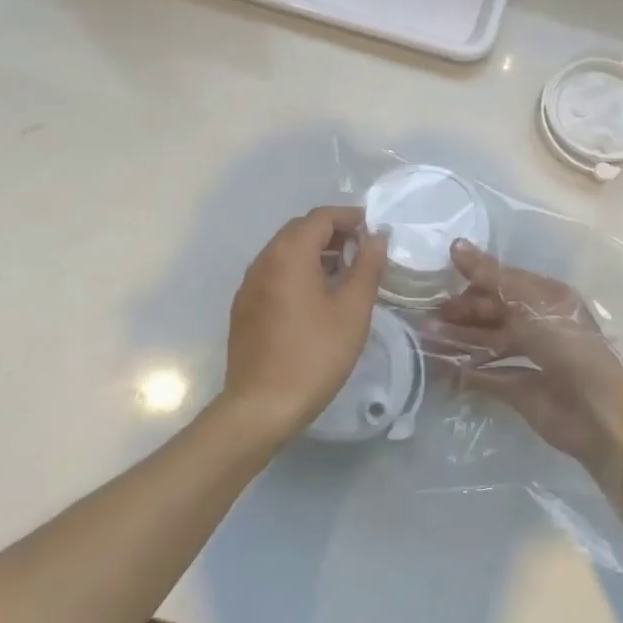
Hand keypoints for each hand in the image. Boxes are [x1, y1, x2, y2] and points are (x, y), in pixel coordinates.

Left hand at [219, 206, 389, 442]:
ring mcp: (249, 284)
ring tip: (344, 274)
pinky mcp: (244, 307)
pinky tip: (316, 299)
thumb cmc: (315, 354)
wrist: (262, 405)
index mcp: (290, 254)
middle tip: (362, 251)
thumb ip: (368, 266)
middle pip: (300, 230)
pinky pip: (274, 274)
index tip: (374, 230)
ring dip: (314, 253)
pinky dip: (297, 272)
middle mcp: (264, 260)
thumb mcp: (353, 309)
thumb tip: (377, 236)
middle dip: (332, 233)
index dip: (350, 217)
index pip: (321, 217)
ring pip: (285, 252)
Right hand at [431, 240, 622, 473]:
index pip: (503, 282)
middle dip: (462, 312)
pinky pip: (489, 375)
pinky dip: (467, 370)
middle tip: (426, 314)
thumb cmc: (564, 341)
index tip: (439, 279)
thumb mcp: (527, 299)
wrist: (597, 408)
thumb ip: (490, 275)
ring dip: (459, 339)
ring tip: (426, 337)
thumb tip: (455, 245)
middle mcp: (538, 324)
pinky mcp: (522, 391)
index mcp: (546, 297)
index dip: (473, 280)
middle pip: (494, 312)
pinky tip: (442, 367)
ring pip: (488, 342)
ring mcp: (530, 358)